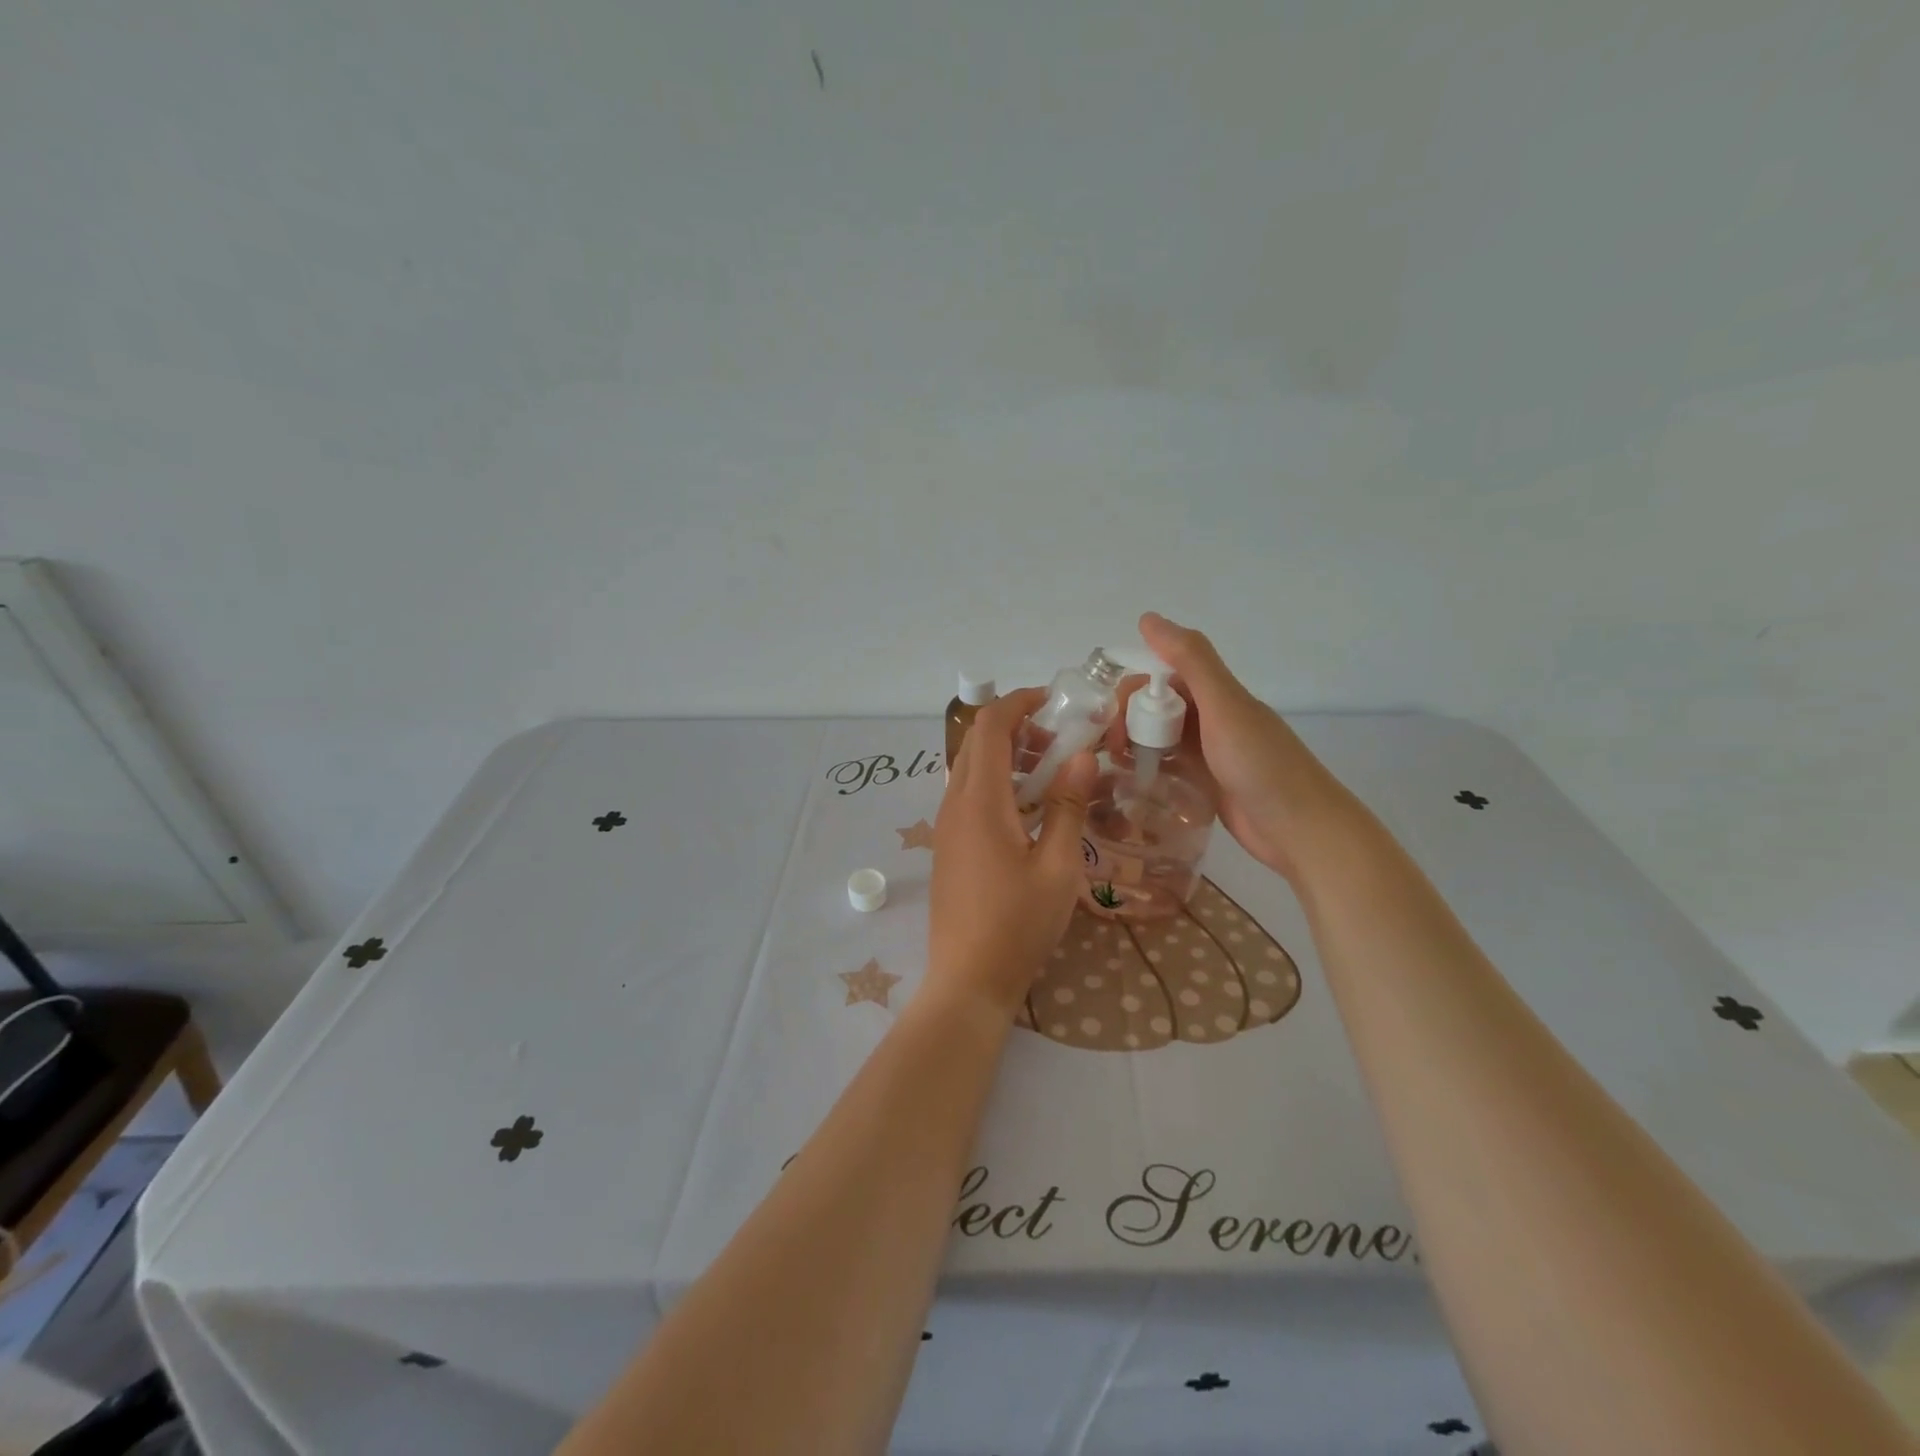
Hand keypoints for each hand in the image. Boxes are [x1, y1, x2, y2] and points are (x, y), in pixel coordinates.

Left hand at [927, 688, 1095, 1018]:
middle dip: (1017, 727)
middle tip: (1061, 739)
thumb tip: (1080, 756)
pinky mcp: (949, 845)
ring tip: (1052, 772)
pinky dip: (997, 782)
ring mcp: (947, 825)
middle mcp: (955, 803)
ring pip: (971, 768)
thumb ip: (1067, 806)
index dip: (1018, 703)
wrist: (968, 979)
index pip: (990, 727)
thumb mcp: (1057, 866)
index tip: (1053, 701)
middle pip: (977, 743)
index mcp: (980, 801)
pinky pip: (969, 794)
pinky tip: (1030, 808)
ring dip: (1007, 756)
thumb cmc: (1018, 924)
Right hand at [1129, 612, 1362, 882]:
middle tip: (1111, 749)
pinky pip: (1168, 768)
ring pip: (1160, 738)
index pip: (1161, 677)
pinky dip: (1148, 769)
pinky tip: (1130, 782)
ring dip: (1134, 744)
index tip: (1111, 717)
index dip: (1133, 691)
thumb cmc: (1262, 765)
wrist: (1301, 830)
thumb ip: (1190, 660)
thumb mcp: (1224, 706)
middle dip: (1128, 720)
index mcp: (1216, 694)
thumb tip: (1148, 617)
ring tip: (1112, 766)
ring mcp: (1208, 754)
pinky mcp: (1206, 785)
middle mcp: (1211, 719)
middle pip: (1157, 708)